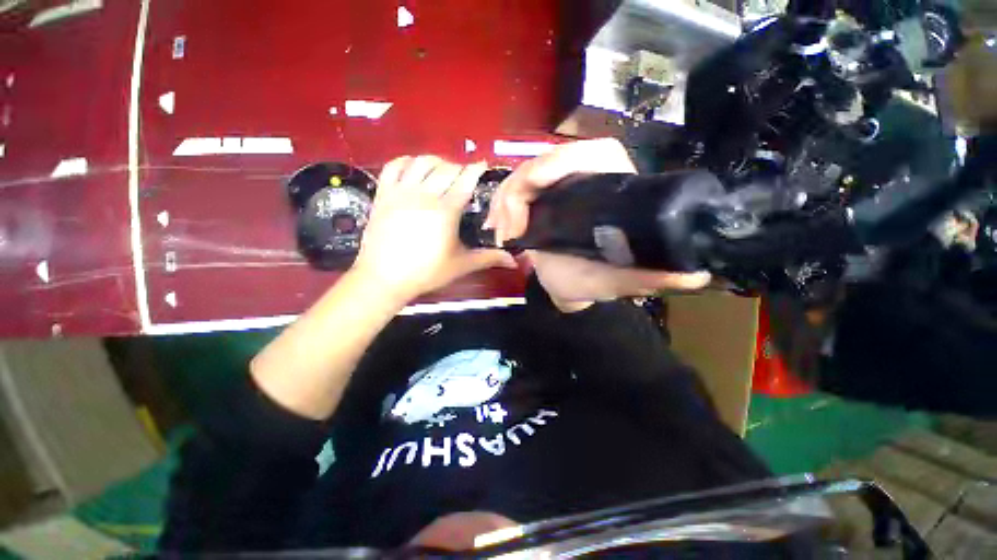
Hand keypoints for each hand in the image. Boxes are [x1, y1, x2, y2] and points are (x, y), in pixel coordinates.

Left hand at [352, 156, 516, 303]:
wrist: (384, 278)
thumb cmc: (426, 273)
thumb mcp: (461, 265)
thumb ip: (488, 258)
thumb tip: (514, 261)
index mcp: (446, 211)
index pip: (465, 181)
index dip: (476, 169)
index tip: (482, 164)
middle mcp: (424, 195)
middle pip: (446, 168)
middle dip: (459, 168)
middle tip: (464, 178)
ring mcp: (401, 192)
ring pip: (421, 162)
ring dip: (436, 162)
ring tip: (442, 171)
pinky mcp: (383, 194)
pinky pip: (393, 166)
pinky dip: (406, 162)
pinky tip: (413, 168)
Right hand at [486, 138, 709, 311]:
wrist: (568, 288)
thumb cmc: (594, 281)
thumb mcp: (621, 281)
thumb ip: (653, 279)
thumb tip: (696, 276)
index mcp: (613, 186)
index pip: (593, 153)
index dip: (558, 162)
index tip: (532, 191)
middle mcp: (585, 178)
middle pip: (548, 160)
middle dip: (521, 188)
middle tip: (508, 228)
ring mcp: (557, 187)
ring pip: (524, 174)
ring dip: (505, 200)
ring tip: (502, 235)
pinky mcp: (537, 198)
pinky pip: (513, 189)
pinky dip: (499, 206)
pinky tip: (498, 229)